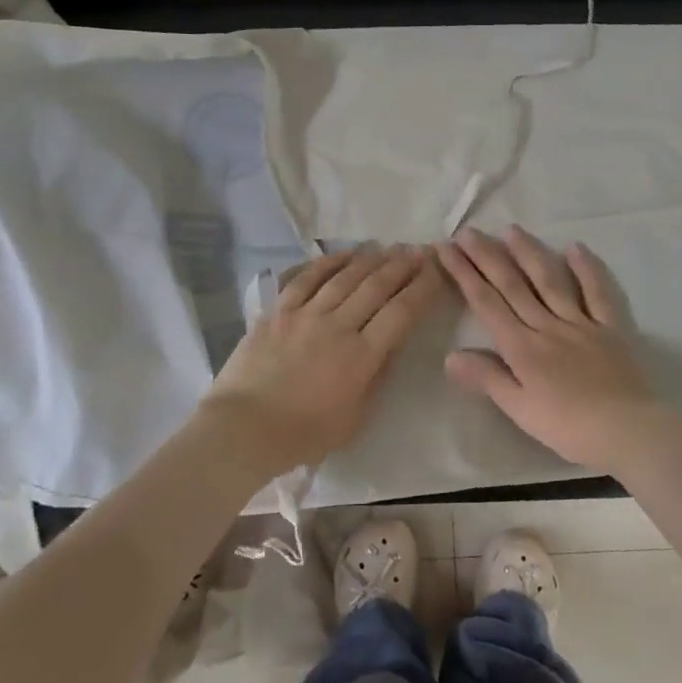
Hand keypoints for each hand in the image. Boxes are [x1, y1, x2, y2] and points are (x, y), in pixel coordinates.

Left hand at [204, 245, 443, 474]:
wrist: (243, 428)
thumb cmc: (304, 434)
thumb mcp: (355, 418)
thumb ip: (377, 378)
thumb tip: (392, 345)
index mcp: (361, 357)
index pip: (401, 312)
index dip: (423, 288)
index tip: (438, 270)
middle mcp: (337, 326)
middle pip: (377, 286)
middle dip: (404, 266)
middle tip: (421, 250)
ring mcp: (305, 314)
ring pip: (345, 277)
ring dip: (372, 259)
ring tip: (391, 248)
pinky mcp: (279, 310)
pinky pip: (307, 277)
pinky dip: (329, 262)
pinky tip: (346, 254)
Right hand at [437, 226, 667, 473]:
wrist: (628, 430)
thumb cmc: (568, 427)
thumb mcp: (519, 409)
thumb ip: (487, 378)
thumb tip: (449, 355)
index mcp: (522, 347)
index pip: (486, 303)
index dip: (464, 274)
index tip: (447, 249)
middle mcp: (547, 325)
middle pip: (513, 285)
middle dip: (488, 257)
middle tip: (468, 231)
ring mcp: (581, 322)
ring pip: (550, 281)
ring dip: (529, 253)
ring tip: (512, 230)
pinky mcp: (611, 327)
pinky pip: (598, 293)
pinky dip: (587, 269)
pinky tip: (575, 247)